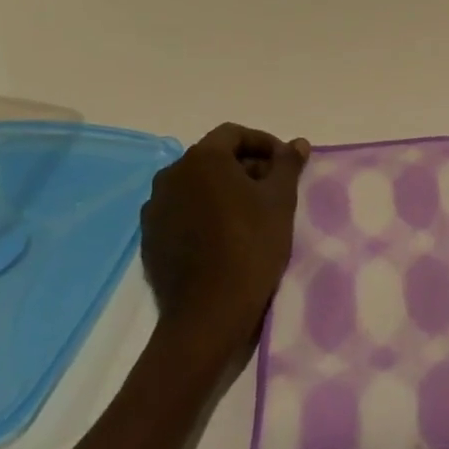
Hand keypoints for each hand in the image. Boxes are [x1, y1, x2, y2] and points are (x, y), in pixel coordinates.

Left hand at [141, 123, 310, 357]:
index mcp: (202, 159)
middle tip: (273, 190)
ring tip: (251, 215)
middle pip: (213, 158)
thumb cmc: (250, 246)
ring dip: (223, 191)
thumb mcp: (280, 201)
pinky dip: (204, 214)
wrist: (207, 314)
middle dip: (245, 167)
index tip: (285, 164)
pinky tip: (224, 237)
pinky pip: (182, 212)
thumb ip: (288, 165)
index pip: (234, 134)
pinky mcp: (150, 238)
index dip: (264, 143)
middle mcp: (171, 175)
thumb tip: (297, 143)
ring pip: (196, 186)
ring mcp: (155, 208)